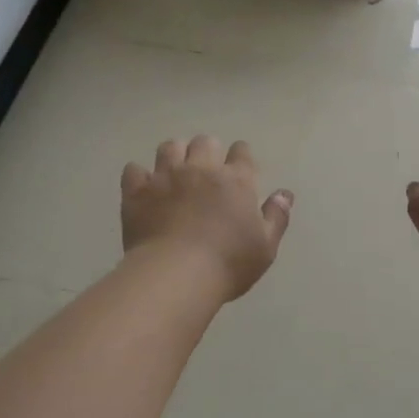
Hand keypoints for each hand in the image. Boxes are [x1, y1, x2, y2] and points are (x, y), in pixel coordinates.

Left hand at [122, 136, 293, 301]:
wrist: (176, 275)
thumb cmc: (228, 263)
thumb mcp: (265, 247)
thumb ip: (276, 217)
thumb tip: (284, 194)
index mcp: (236, 180)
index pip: (242, 152)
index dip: (241, 157)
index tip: (239, 169)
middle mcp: (201, 169)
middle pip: (204, 142)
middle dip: (207, 152)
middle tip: (205, 172)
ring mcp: (166, 176)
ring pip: (169, 147)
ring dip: (174, 156)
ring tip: (174, 173)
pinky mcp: (137, 191)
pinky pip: (134, 169)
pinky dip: (139, 176)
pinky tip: (143, 189)